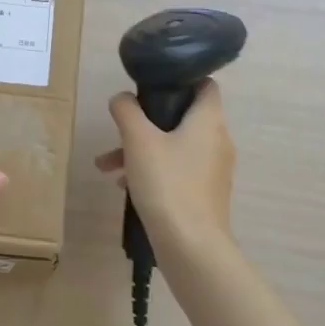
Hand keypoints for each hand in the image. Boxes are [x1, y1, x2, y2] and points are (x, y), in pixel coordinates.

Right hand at [95, 79, 235, 258]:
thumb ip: (127, 111)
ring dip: (141, 150)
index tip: (150, 85)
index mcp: (209, 120)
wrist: (191, 246)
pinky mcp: (205, 194)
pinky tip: (124, 186)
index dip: (179, 78)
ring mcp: (213, 170)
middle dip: (145, 122)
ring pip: (174, 146)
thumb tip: (122, 98)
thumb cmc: (167, 183)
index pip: (204, 84)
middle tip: (119, 129)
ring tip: (107, 166)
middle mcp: (217, 140)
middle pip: (181, 117)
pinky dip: (153, 171)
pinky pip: (177, 170)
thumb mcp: (138, 140)